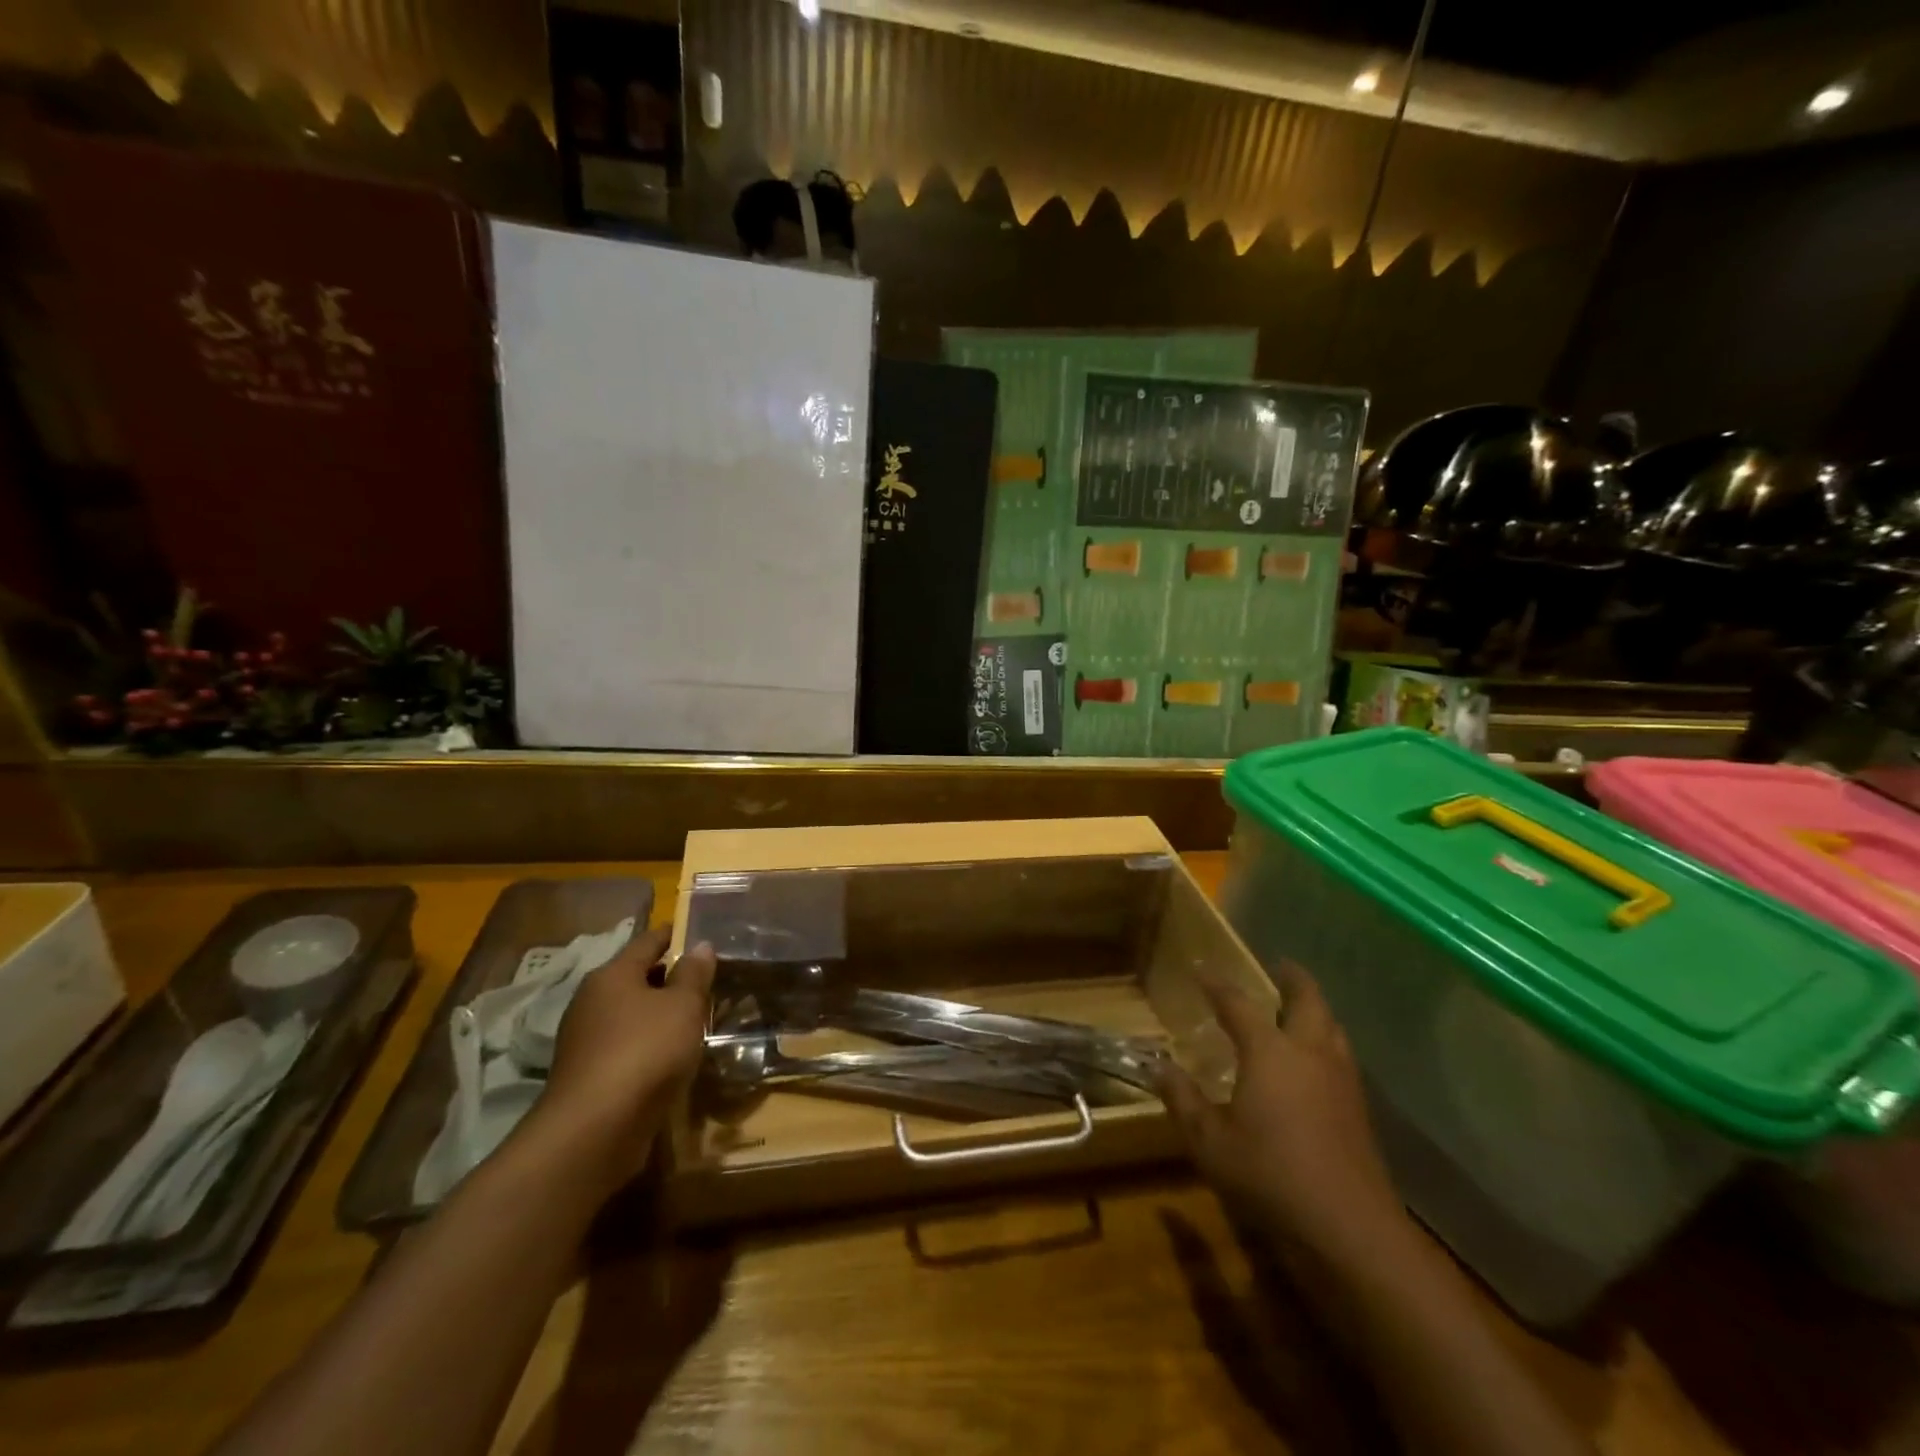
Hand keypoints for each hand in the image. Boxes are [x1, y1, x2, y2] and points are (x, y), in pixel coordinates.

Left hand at [537, 924, 714, 1186]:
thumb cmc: (645, 1051)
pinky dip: (647, 1043)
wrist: (594, 1130)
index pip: (647, 941)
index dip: (673, 935)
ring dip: (658, 1013)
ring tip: (692, 1018)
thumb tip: (700, 946)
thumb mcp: (683, 1006)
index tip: (697, 933)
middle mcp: (592, 1001)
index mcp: (612, 975)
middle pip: (636, 977)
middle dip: (668, 976)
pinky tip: (670, 1055)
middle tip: (704, 979)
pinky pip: (625, 1045)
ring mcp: (585, 1040)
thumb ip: (694, 974)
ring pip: (630, 1014)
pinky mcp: (587, 1075)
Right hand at [1158, 961, 1407, 1275]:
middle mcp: (1309, 1053)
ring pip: (1332, 1027)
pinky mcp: (1358, 1109)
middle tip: (1279, 966)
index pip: (1238, 1004)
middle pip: (1307, 1000)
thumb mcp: (1210, 1141)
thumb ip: (1183, 1099)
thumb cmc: (1270, 1176)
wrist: (1350, 1229)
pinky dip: (1326, 1041)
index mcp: (1270, 1051)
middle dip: (1292, 979)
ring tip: (1298, 1008)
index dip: (1217, 984)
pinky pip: (1341, 1056)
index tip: (1201, 969)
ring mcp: (1341, 1080)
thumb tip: (1157, 1066)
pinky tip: (1315, 1062)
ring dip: (1315, 1009)